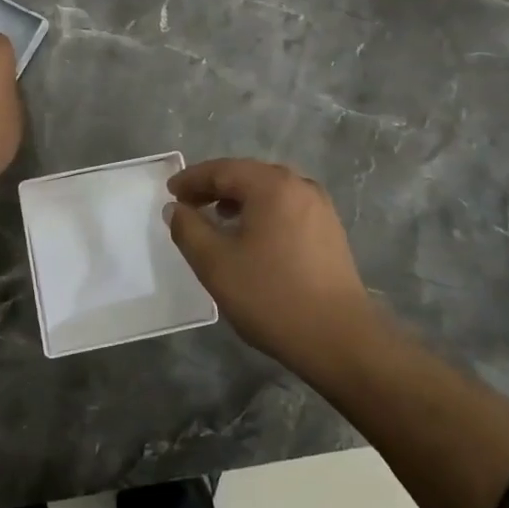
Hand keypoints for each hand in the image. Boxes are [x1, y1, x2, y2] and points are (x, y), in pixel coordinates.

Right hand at [164, 158, 380, 381]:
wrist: (338, 338)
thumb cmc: (271, 295)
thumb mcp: (216, 263)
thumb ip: (188, 229)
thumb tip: (176, 208)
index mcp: (272, 185)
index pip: (223, 169)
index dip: (192, 179)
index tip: (169, 192)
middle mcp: (300, 186)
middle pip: (248, 175)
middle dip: (215, 186)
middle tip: (188, 203)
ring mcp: (320, 207)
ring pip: (270, 191)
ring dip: (239, 199)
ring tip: (216, 218)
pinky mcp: (330, 231)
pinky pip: (286, 208)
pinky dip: (262, 212)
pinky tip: (251, 236)